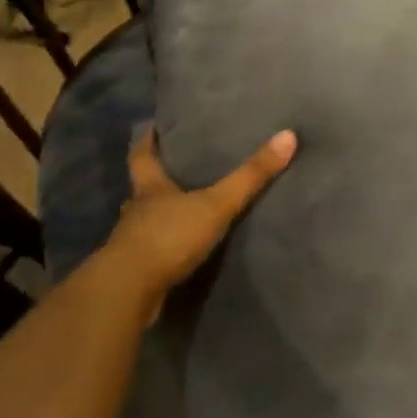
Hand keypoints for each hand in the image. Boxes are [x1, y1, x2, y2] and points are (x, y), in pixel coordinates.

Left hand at [98, 124, 297, 301]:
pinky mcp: (134, 271)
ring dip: (159, 217)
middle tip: (176, 169)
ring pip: (144, 221)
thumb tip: (287, 136)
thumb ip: (250, 176)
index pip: (142, 155)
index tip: (150, 126)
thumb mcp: (216, 204)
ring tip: (182, 212)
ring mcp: (131, 242)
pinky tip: (177, 253)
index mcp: (150, 188)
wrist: (129, 292)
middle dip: (156, 180)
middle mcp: (136, 211)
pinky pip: (149, 252)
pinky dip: (161, 248)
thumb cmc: (168, 237)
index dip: (147, 140)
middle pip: (142, 188)